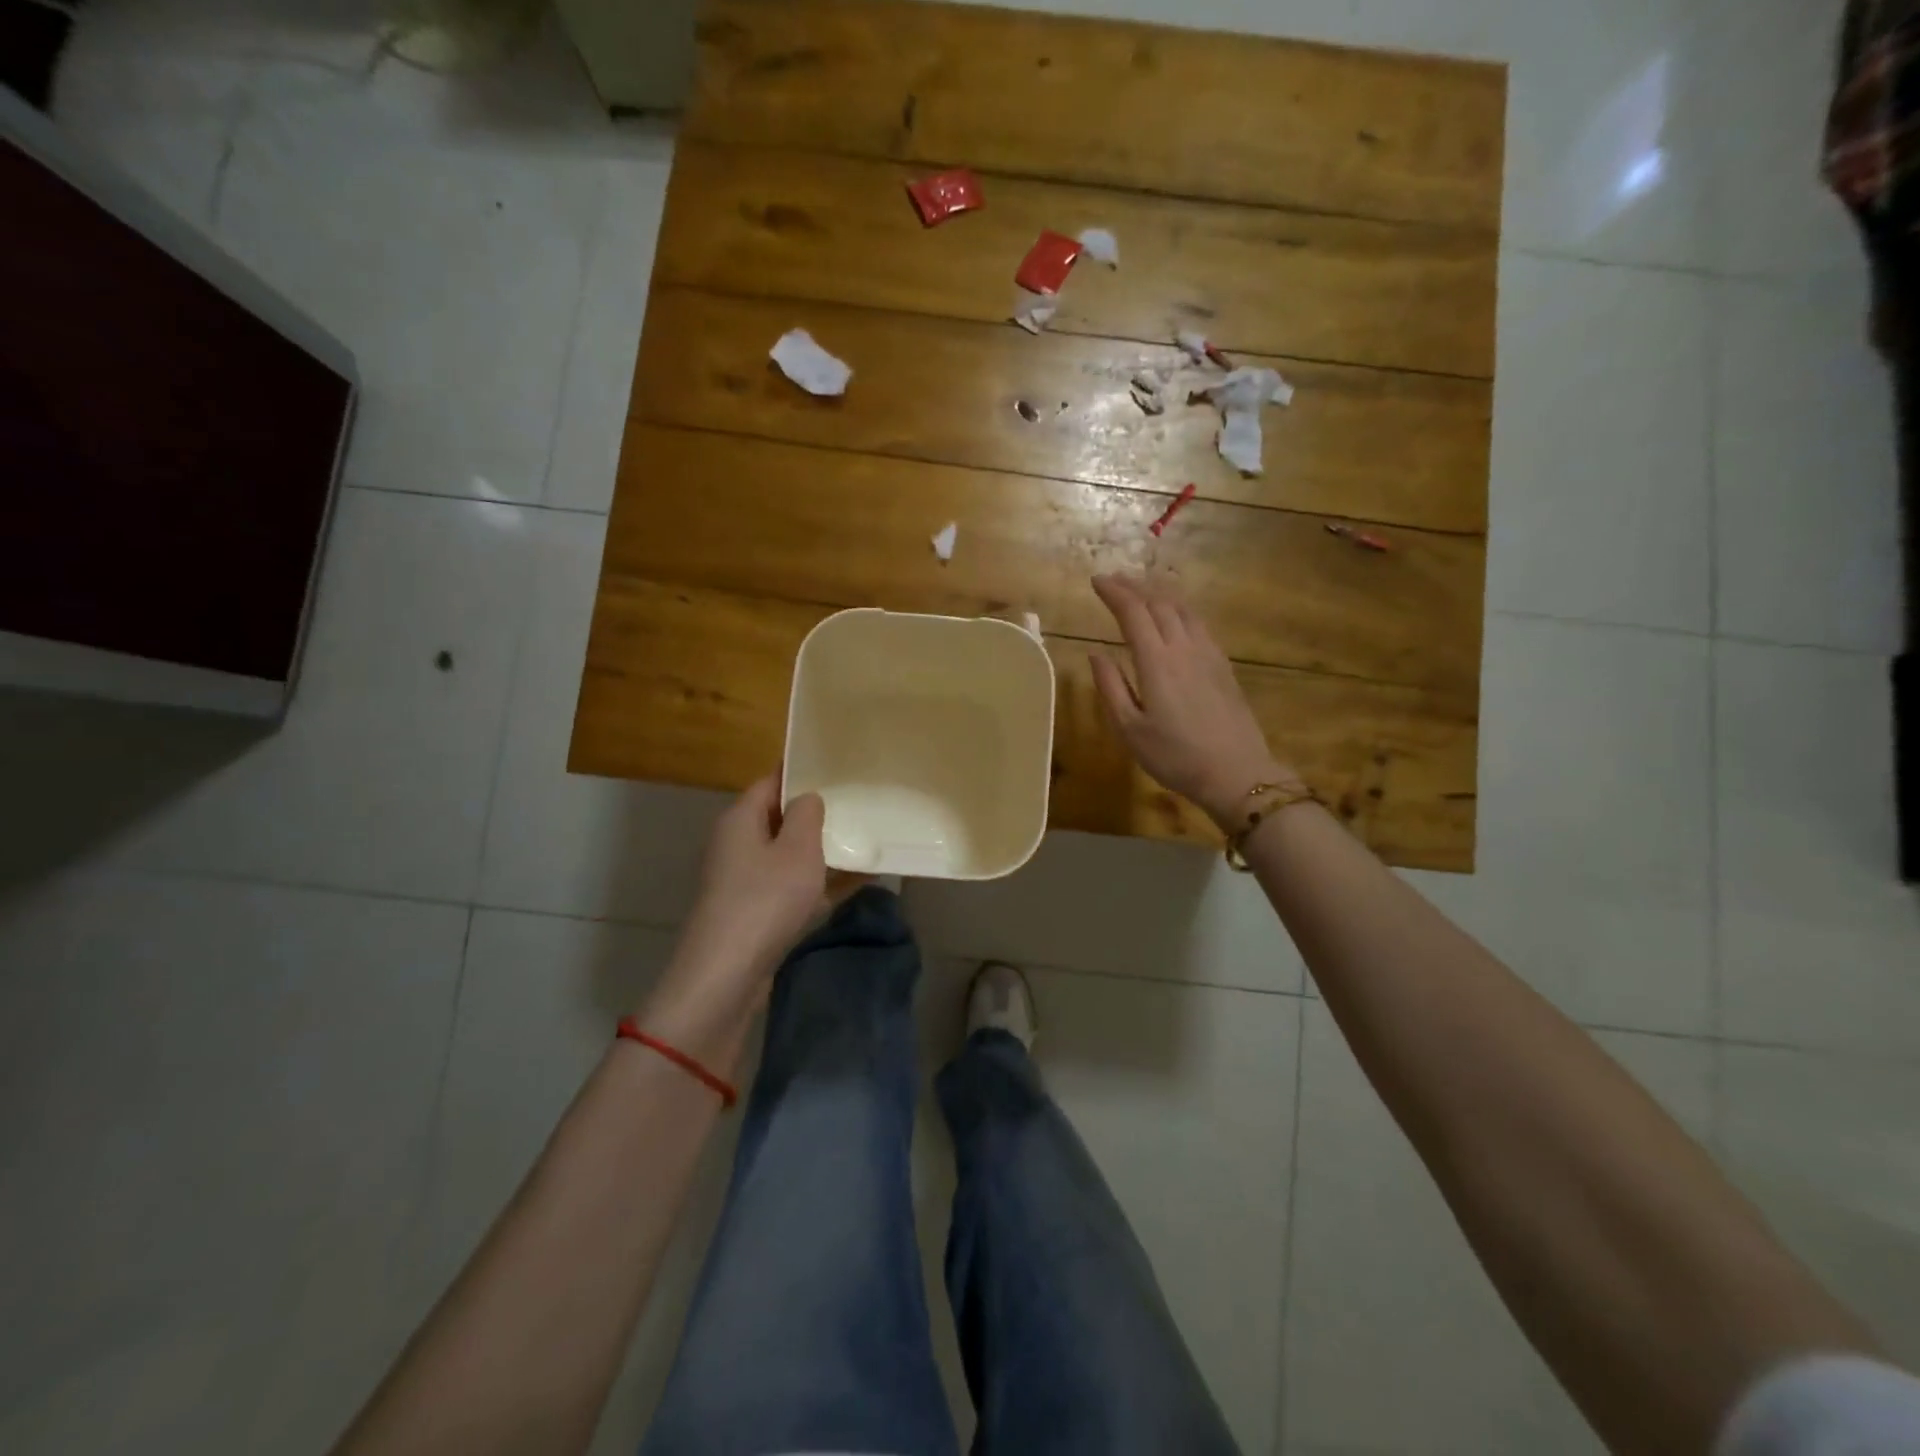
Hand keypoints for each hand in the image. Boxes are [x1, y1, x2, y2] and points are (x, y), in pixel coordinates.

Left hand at [642, 776, 863, 1062]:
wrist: (727, 976)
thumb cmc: (765, 900)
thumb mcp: (797, 849)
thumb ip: (807, 815)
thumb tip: (808, 798)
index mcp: (741, 819)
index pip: (772, 781)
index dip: (804, 773)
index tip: (841, 768)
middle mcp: (738, 844)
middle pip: (782, 818)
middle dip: (820, 814)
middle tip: (861, 804)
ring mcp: (745, 880)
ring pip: (791, 854)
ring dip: (824, 850)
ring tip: (868, 840)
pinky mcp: (756, 911)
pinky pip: (794, 886)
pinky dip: (821, 882)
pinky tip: (859, 881)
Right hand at [1090, 573, 1299, 829]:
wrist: (1236, 773)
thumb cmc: (1174, 756)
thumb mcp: (1130, 729)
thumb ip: (1111, 687)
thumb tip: (1095, 654)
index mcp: (1156, 662)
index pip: (1133, 612)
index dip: (1113, 592)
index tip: (1096, 581)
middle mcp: (1183, 648)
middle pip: (1159, 603)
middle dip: (1134, 587)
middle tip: (1114, 580)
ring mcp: (1208, 654)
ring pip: (1183, 609)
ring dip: (1159, 593)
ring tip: (1142, 589)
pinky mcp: (1223, 665)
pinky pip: (1199, 623)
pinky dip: (1180, 609)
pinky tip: (1175, 616)